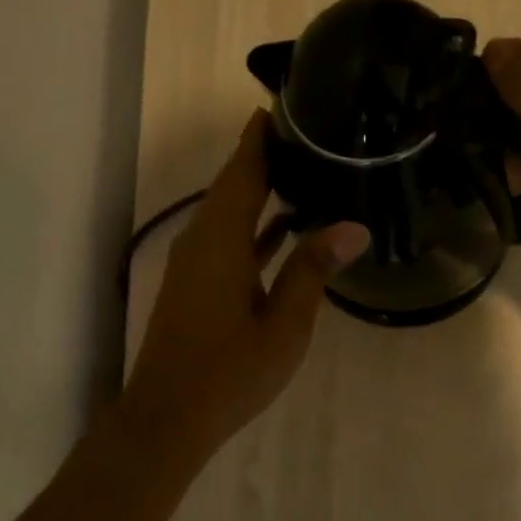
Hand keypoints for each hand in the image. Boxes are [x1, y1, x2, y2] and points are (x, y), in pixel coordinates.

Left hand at [122, 113, 368, 462]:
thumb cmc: (230, 371)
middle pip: (234, 184)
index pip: (243, 169)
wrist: (168, 417)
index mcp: (220, 239)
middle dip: (266, 156)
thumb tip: (352, 227)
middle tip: (311, 133)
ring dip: (260, 191)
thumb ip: (313, 270)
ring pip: (229, 213)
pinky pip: (226, 239)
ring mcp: (193, 264)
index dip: (262, 136)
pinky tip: (284, 229)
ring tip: (305, 170)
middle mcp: (200, 240)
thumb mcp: (284, 324)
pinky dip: (253, 227)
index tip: (288, 104)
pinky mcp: (193, 286)